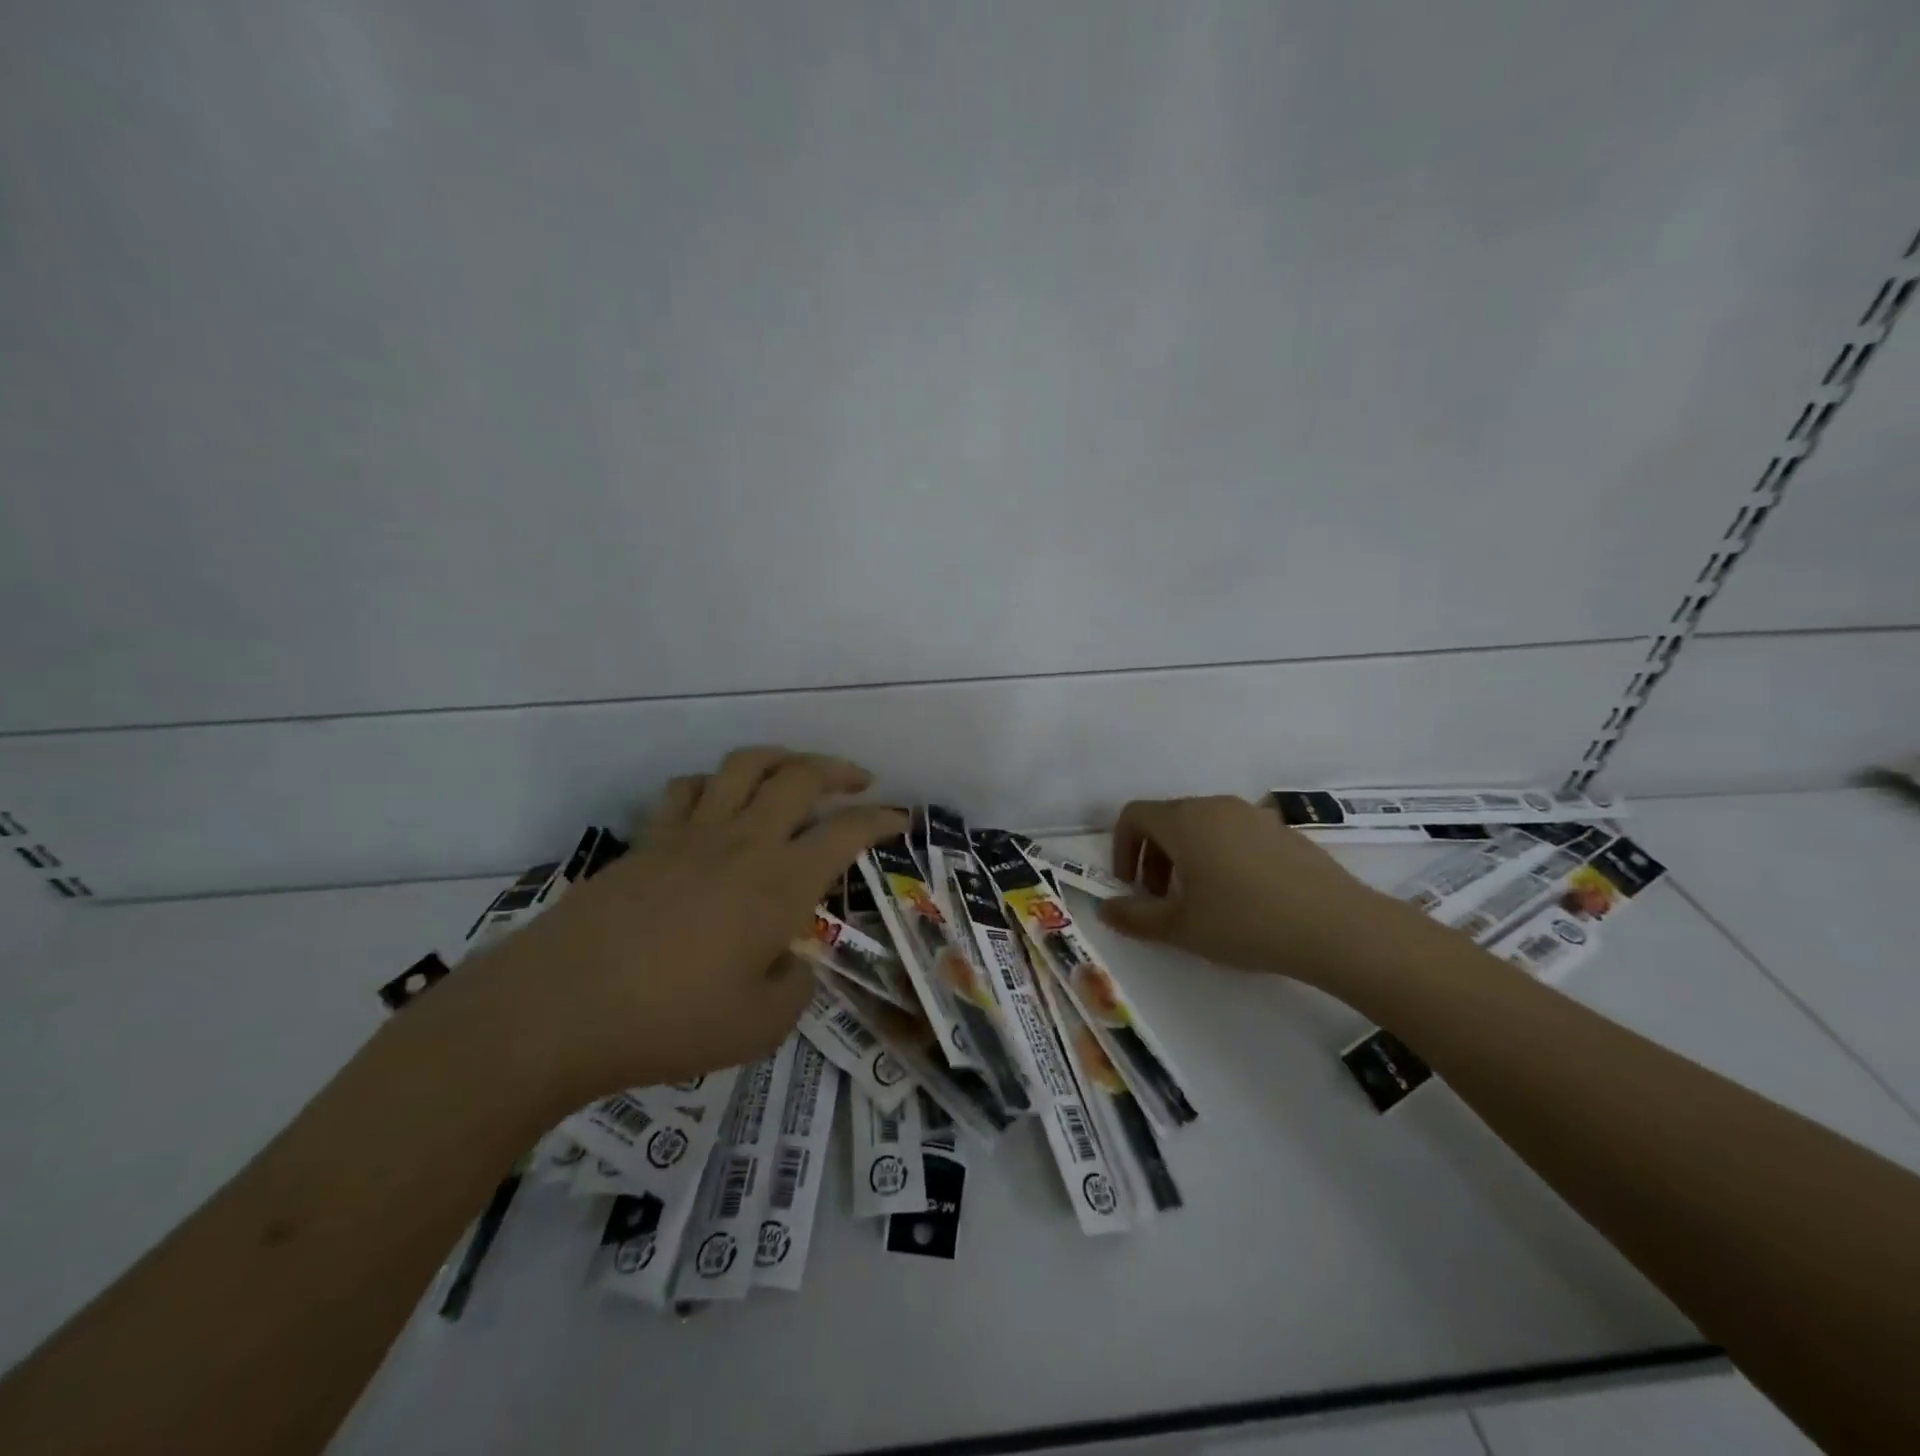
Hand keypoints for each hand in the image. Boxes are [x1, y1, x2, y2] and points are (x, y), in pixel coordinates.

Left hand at [452, 748, 905, 1106]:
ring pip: (744, 765)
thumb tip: (791, 962)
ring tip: (796, 772)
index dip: (881, 820)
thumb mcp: (759, 1027)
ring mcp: (691, 836)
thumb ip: (794, 988)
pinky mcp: (648, 842)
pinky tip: (718, 802)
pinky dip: (713, 784)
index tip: (901, 819)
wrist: (559, 1010)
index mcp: (780, 883)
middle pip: (800, 776)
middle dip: (839, 770)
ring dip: (781, 758)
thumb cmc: (670, 1023)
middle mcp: (743, 843)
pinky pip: (687, 790)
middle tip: (859, 782)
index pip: (846, 832)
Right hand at [1097, 795, 1416, 987]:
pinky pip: (1234, 833)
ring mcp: (1253, 815)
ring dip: (1185, 856)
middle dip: (1152, 856)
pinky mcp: (1282, 830)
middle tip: (1160, 899)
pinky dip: (1219, 855)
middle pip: (1167, 819)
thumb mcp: (1181, 927)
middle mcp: (1215, 806)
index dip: (1122, 848)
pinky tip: (1241, 897)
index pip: (1134, 815)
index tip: (1130, 886)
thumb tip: (1105, 909)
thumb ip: (1135, 917)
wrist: (1336, 927)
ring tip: (1200, 900)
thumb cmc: (1245, 922)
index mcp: (1184, 821)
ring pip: (1202, 826)